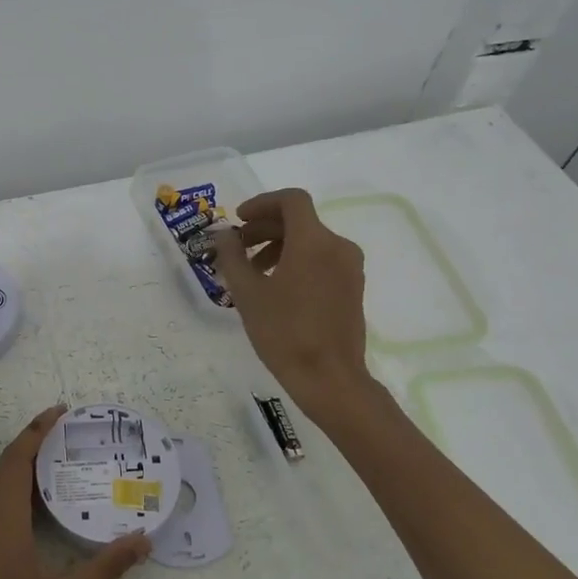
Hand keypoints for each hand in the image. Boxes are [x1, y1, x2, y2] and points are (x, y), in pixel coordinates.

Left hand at [0, 405, 150, 578]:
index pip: (18, 460)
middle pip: (5, 466)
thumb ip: (105, 568)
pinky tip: (29, 506)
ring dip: (19, 466)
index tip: (59, 412)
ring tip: (52, 462)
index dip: (37, 431)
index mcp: (3, 522)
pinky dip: (9, 489)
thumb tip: (143, 541)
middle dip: (31, 443)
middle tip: (64, 433)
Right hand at [212, 188, 379, 427]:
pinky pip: (322, 259)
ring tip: (253, 273)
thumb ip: (232, 256)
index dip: (261, 203)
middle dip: (265, 228)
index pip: (291, 200)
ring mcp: (350, 268)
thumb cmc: (284, 332)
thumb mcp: (247, 293)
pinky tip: (276, 288)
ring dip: (279, 246)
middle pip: (299, 220)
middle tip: (238, 249)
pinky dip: (297, 261)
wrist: (329, 378)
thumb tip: (224, 235)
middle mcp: (338, 246)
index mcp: (314, 241)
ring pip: (310, 241)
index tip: (239, 220)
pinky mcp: (353, 287)